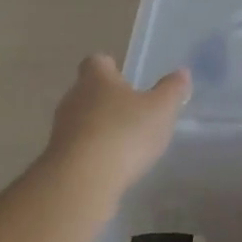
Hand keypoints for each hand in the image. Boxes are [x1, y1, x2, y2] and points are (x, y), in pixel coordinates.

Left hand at [44, 55, 190, 194]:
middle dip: (109, 98)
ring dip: (101, 126)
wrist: (82, 180)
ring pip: (83, 118)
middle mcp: (74, 97)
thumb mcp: (161, 110)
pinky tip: (112, 164)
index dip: (111, 67)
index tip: (128, 79)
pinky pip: (79, 145)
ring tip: (126, 141)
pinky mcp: (60, 156)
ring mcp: (62, 128)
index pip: (97, 62)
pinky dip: (94, 150)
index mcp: (96, 79)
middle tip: (134, 111)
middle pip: (89, 90)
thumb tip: (181, 72)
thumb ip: (172, 90)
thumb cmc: (125, 133)